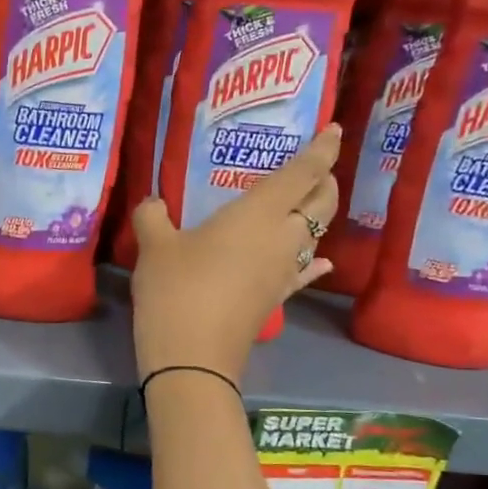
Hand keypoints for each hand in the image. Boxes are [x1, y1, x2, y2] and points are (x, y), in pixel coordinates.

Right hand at [129, 124, 340, 383]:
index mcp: (259, 214)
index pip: (303, 172)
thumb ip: (153, 216)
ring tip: (304, 204)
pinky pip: (304, 272)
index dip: (322, 148)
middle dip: (325, 179)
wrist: (193, 358)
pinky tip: (318, 259)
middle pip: (322, 202)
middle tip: (314, 166)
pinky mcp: (276, 299)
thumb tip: (153, 203)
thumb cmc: (176, 290)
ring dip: (317, 215)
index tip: (334, 129)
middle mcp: (283, 238)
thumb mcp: (154, 247)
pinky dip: (313, 260)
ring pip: (316, 235)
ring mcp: (284, 272)